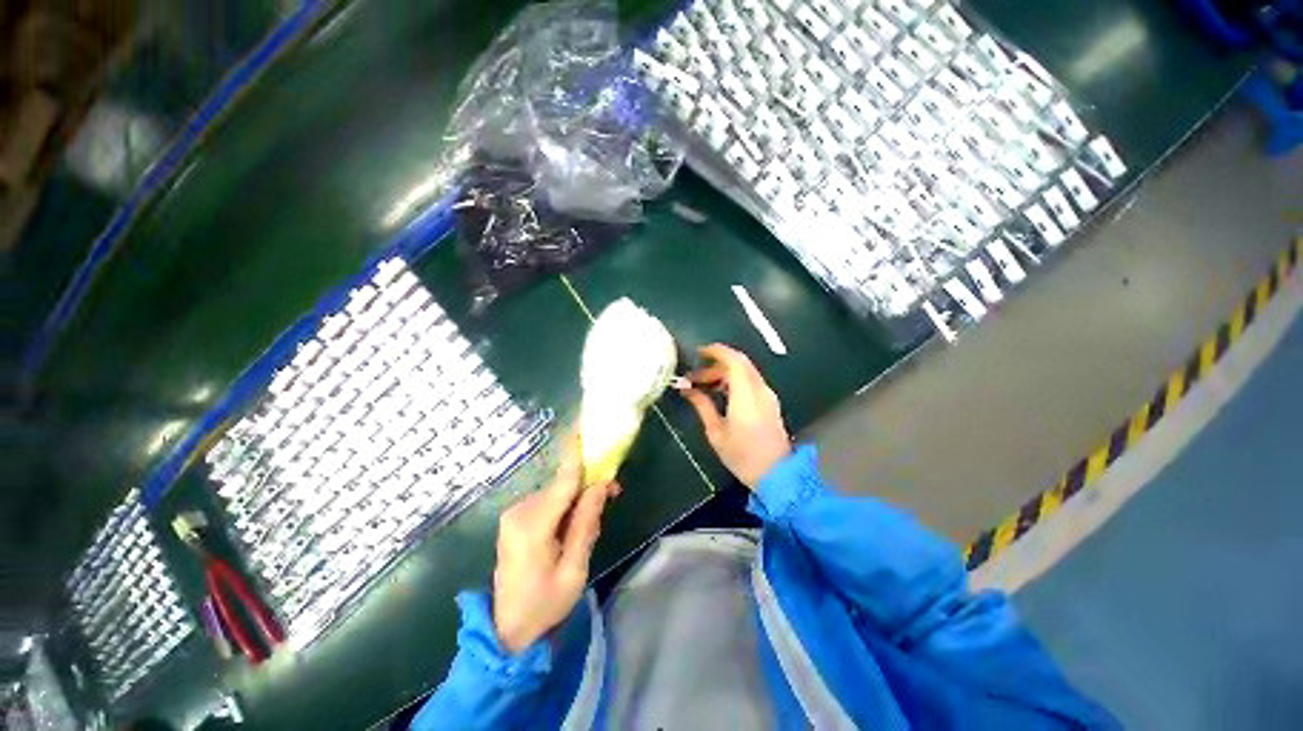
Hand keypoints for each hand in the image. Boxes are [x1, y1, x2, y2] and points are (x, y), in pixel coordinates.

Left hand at [492, 435, 615, 653]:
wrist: (506, 632)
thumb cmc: (545, 605)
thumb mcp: (574, 569)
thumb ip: (587, 523)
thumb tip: (601, 485)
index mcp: (533, 525)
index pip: (563, 480)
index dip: (578, 453)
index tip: (588, 429)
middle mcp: (519, 511)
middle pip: (562, 485)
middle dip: (588, 484)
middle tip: (613, 493)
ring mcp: (514, 514)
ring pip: (556, 491)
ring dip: (577, 496)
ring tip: (594, 516)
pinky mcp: (515, 518)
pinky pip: (548, 501)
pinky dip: (565, 504)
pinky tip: (573, 522)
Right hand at [679, 344, 791, 488]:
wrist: (776, 475)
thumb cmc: (742, 455)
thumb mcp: (716, 432)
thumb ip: (702, 406)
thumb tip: (687, 389)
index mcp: (745, 395)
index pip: (734, 360)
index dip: (716, 351)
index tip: (699, 352)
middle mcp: (759, 390)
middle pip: (739, 364)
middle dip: (715, 365)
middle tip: (694, 378)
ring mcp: (768, 396)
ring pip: (745, 372)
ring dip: (724, 374)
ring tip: (703, 387)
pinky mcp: (770, 403)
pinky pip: (751, 382)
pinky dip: (734, 381)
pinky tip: (720, 394)